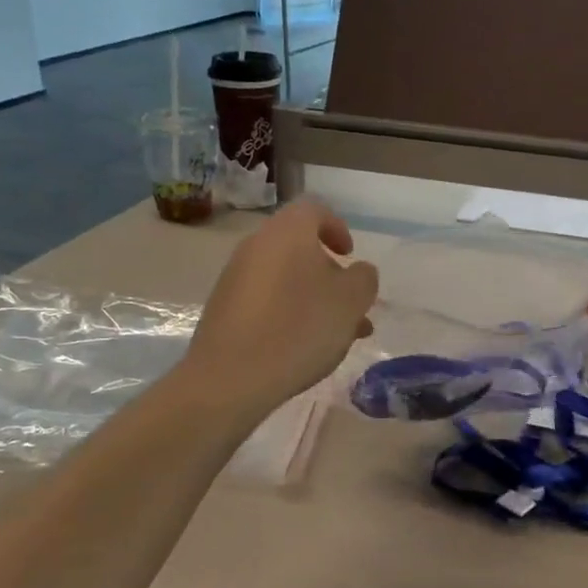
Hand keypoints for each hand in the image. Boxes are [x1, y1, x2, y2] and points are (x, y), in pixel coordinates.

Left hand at [185, 198, 378, 412]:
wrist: (230, 377)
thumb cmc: (299, 328)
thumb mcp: (351, 301)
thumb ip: (363, 279)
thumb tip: (358, 272)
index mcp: (287, 232)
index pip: (314, 210)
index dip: (337, 228)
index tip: (350, 256)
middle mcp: (257, 246)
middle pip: (299, 248)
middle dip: (329, 274)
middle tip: (350, 304)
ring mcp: (235, 278)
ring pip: (285, 279)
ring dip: (313, 299)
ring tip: (338, 335)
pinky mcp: (224, 309)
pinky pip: (266, 301)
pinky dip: (288, 313)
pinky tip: (304, 347)